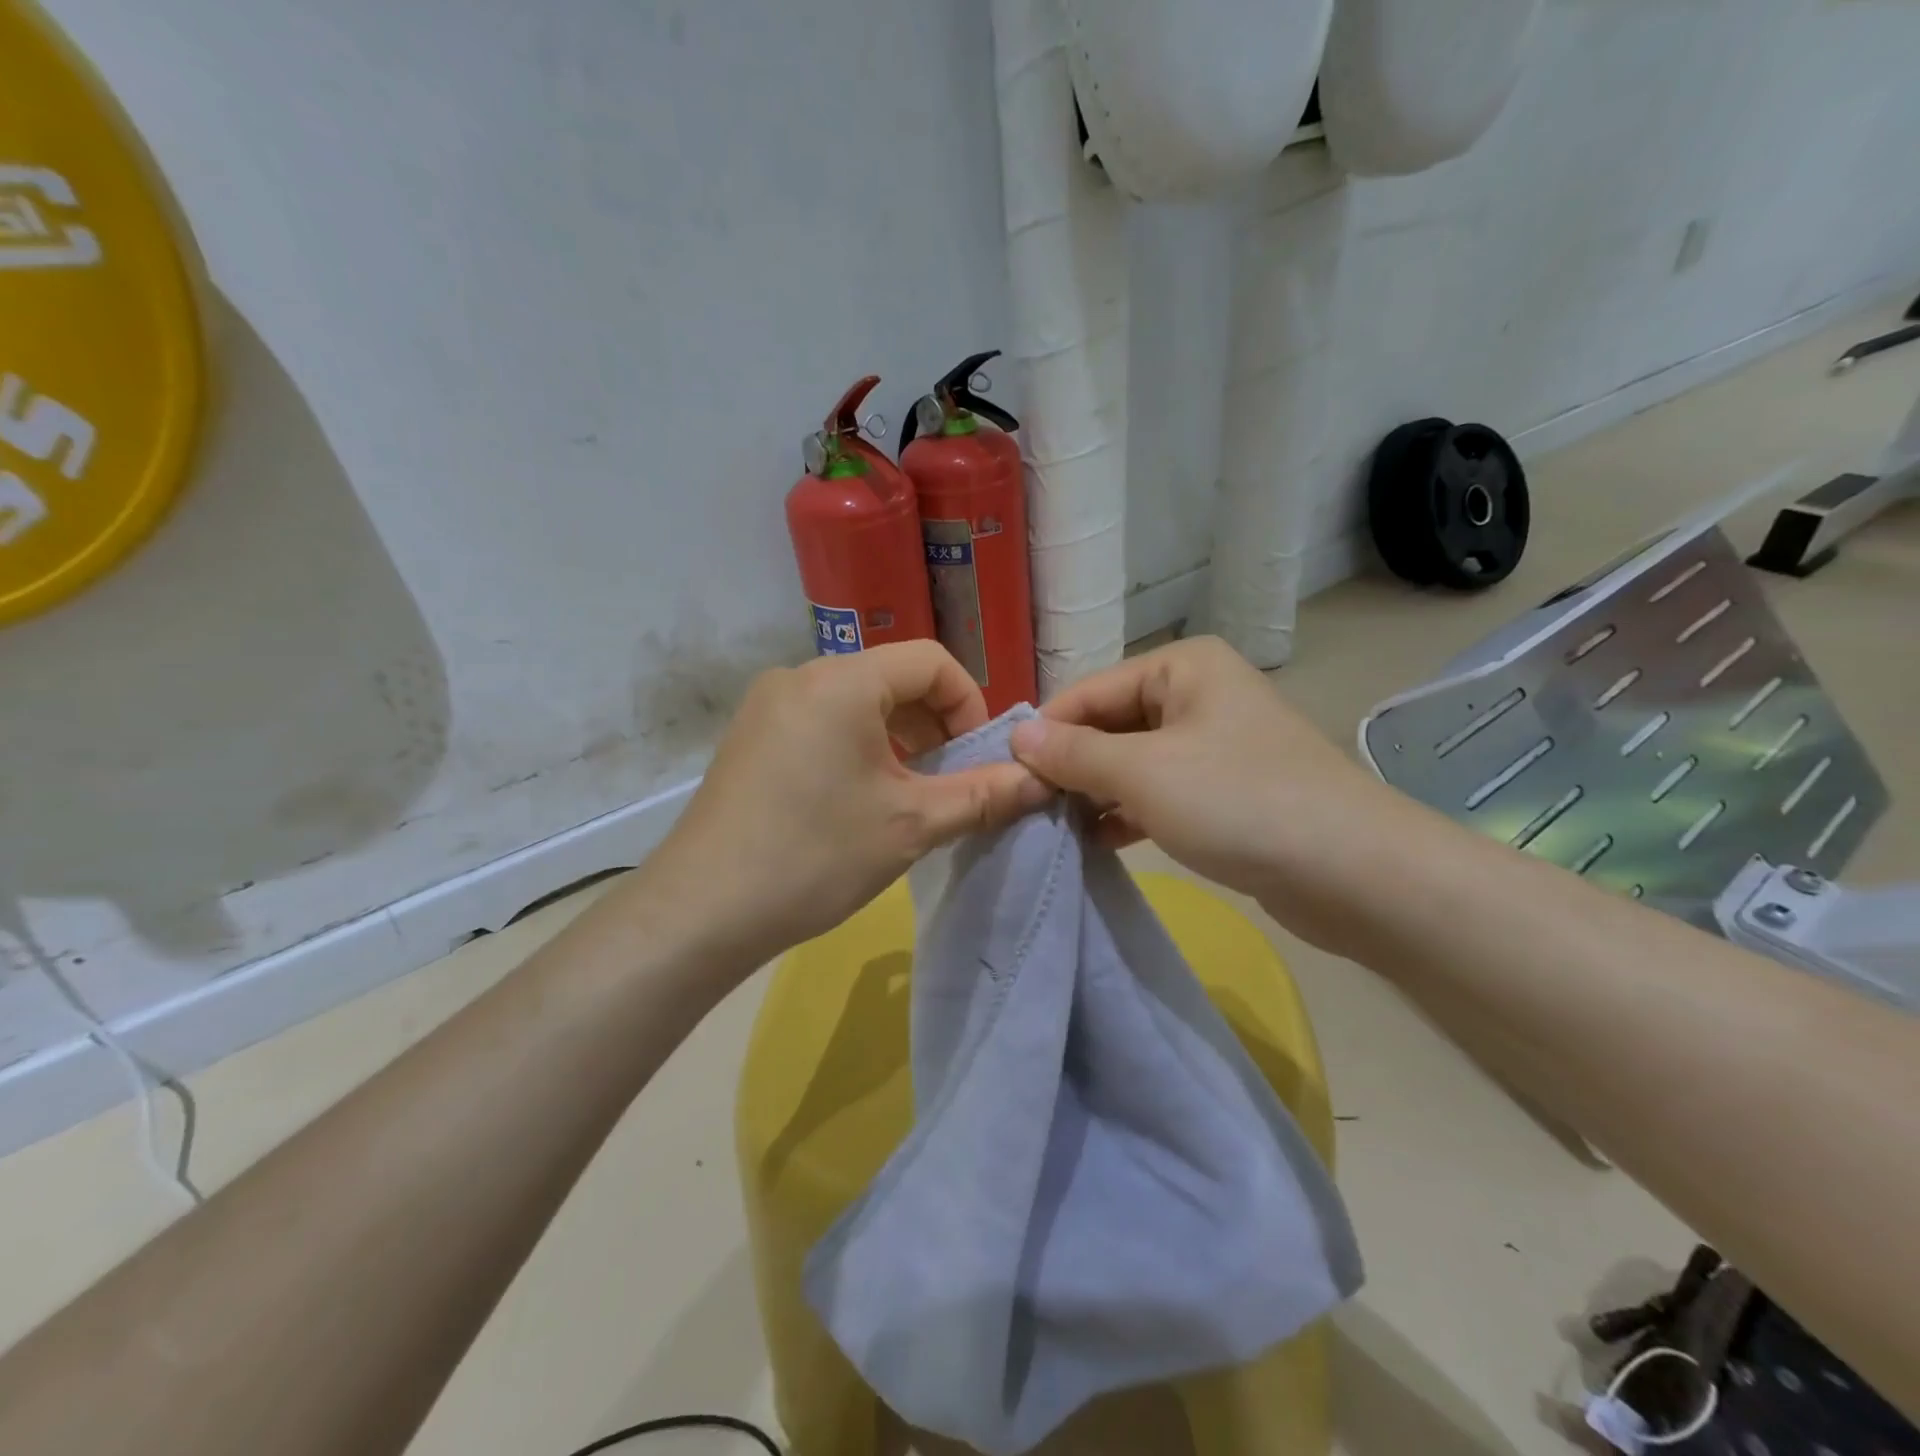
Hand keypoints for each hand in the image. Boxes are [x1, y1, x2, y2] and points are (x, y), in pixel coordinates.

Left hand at [637, 641, 1048, 971]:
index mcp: (841, 681)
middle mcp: (800, 676)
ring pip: (857, 703)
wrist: (702, 910)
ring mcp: (768, 705)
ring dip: (898, 739)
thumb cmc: (815, 856)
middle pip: (892, 679)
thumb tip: (1043, 781)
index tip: (978, 756)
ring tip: (909, 795)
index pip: (930, 661)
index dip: (969, 703)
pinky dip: (858, 747)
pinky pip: (822, 722)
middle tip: (950, 781)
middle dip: (935, 725)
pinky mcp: (751, 737)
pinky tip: (860, 799)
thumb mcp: (911, 826)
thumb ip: (983, 795)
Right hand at [1008, 636, 1415, 949]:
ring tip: (1053, 827)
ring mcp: (1215, 744)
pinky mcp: (1225, 792)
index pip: (1090, 691)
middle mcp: (1198, 694)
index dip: (1046, 732)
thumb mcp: (1143, 772)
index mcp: (1183, 667)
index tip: (1005, 775)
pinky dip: (1128, 812)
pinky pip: (1159, 792)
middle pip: (1111, 724)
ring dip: (1095, 792)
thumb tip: (1019, 736)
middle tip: (1026, 807)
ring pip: (1133, 762)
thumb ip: (1075, 752)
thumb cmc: (1239, 801)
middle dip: (1071, 766)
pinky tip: (1097, 840)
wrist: (1353, 872)